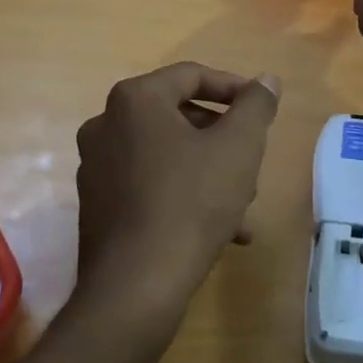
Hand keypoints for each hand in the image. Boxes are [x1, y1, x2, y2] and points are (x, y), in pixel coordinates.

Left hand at [73, 62, 281, 324]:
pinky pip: (150, 186)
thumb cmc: (191, 202)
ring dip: (209, 172)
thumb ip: (256, 105)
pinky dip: (185, 196)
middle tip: (253, 162)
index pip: (192, 75)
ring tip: (244, 205)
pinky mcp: (97, 206)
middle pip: (179, 117)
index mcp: (135, 100)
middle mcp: (106, 126)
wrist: (136, 287)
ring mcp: (96, 168)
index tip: (263, 109)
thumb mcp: (239, 147)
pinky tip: (222, 232)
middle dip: (223, 139)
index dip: (234, 88)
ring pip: (168, 156)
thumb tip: (266, 80)